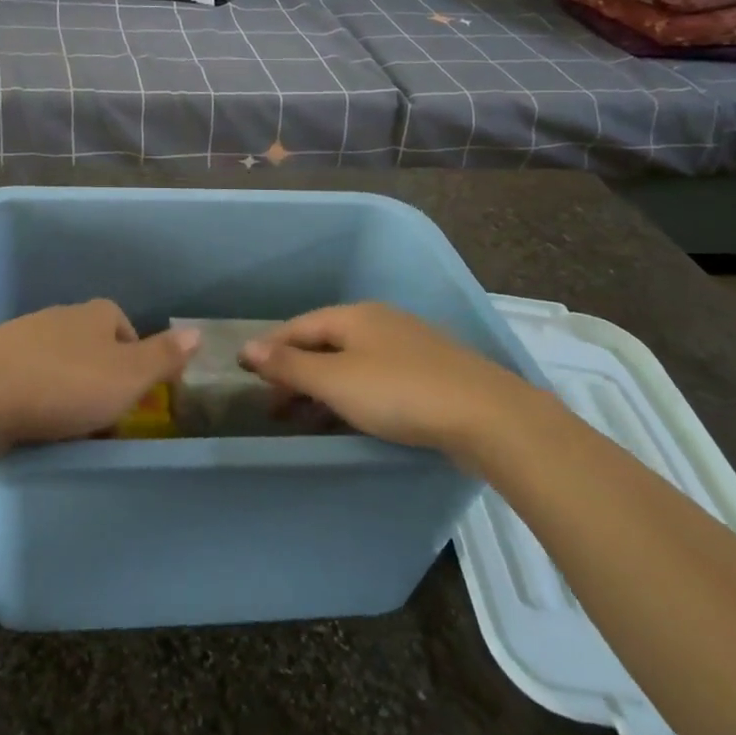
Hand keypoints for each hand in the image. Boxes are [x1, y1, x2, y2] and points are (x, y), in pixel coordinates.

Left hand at [0, 300, 199, 454]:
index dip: (134, 359)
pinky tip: (34, 420)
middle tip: (104, 416)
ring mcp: (24, 334)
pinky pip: (28, 375)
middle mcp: (61, 316)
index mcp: (95, 314)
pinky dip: (37, 394)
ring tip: (69, 425)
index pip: (124, 327)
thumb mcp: (128, 376)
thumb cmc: (66, 384)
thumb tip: (197, 332)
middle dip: (100, 377)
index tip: (134, 395)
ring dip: (67, 388)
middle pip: (91, 344)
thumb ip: (163, 357)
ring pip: (59, 360)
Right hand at [239, 302, 537, 461]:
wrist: (488, 416)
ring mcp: (407, 345)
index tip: (249, 378)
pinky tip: (352, 416)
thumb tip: (247, 347)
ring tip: (306, 419)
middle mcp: (378, 321)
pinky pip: (375, 376)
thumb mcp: (335, 381)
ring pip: (350, 362)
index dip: (270, 351)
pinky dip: (352, 394)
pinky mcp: (429, 372)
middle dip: (296, 374)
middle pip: (324, 344)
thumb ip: (289, 366)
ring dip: (323, 387)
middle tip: (275, 408)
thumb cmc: (399, 393)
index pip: (298, 327)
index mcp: (353, 316)